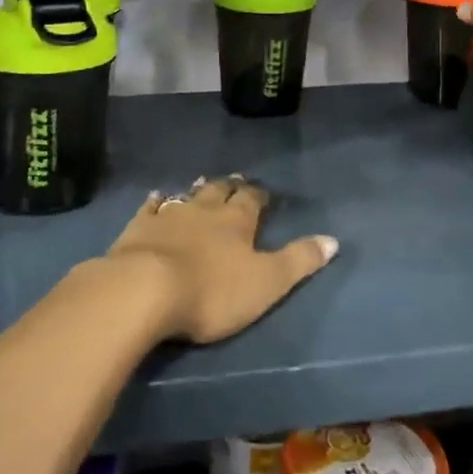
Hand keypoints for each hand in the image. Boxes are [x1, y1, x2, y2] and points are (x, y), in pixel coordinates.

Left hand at [104, 176, 337, 344]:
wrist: (144, 290)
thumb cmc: (212, 292)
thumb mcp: (266, 283)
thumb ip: (299, 261)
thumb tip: (334, 240)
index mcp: (237, 221)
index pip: (252, 200)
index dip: (259, 196)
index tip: (263, 193)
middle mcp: (204, 210)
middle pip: (220, 191)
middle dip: (230, 187)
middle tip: (235, 181)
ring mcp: (169, 215)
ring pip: (187, 196)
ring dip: (197, 190)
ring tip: (203, 183)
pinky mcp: (138, 228)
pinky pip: (150, 207)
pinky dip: (156, 201)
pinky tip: (156, 197)